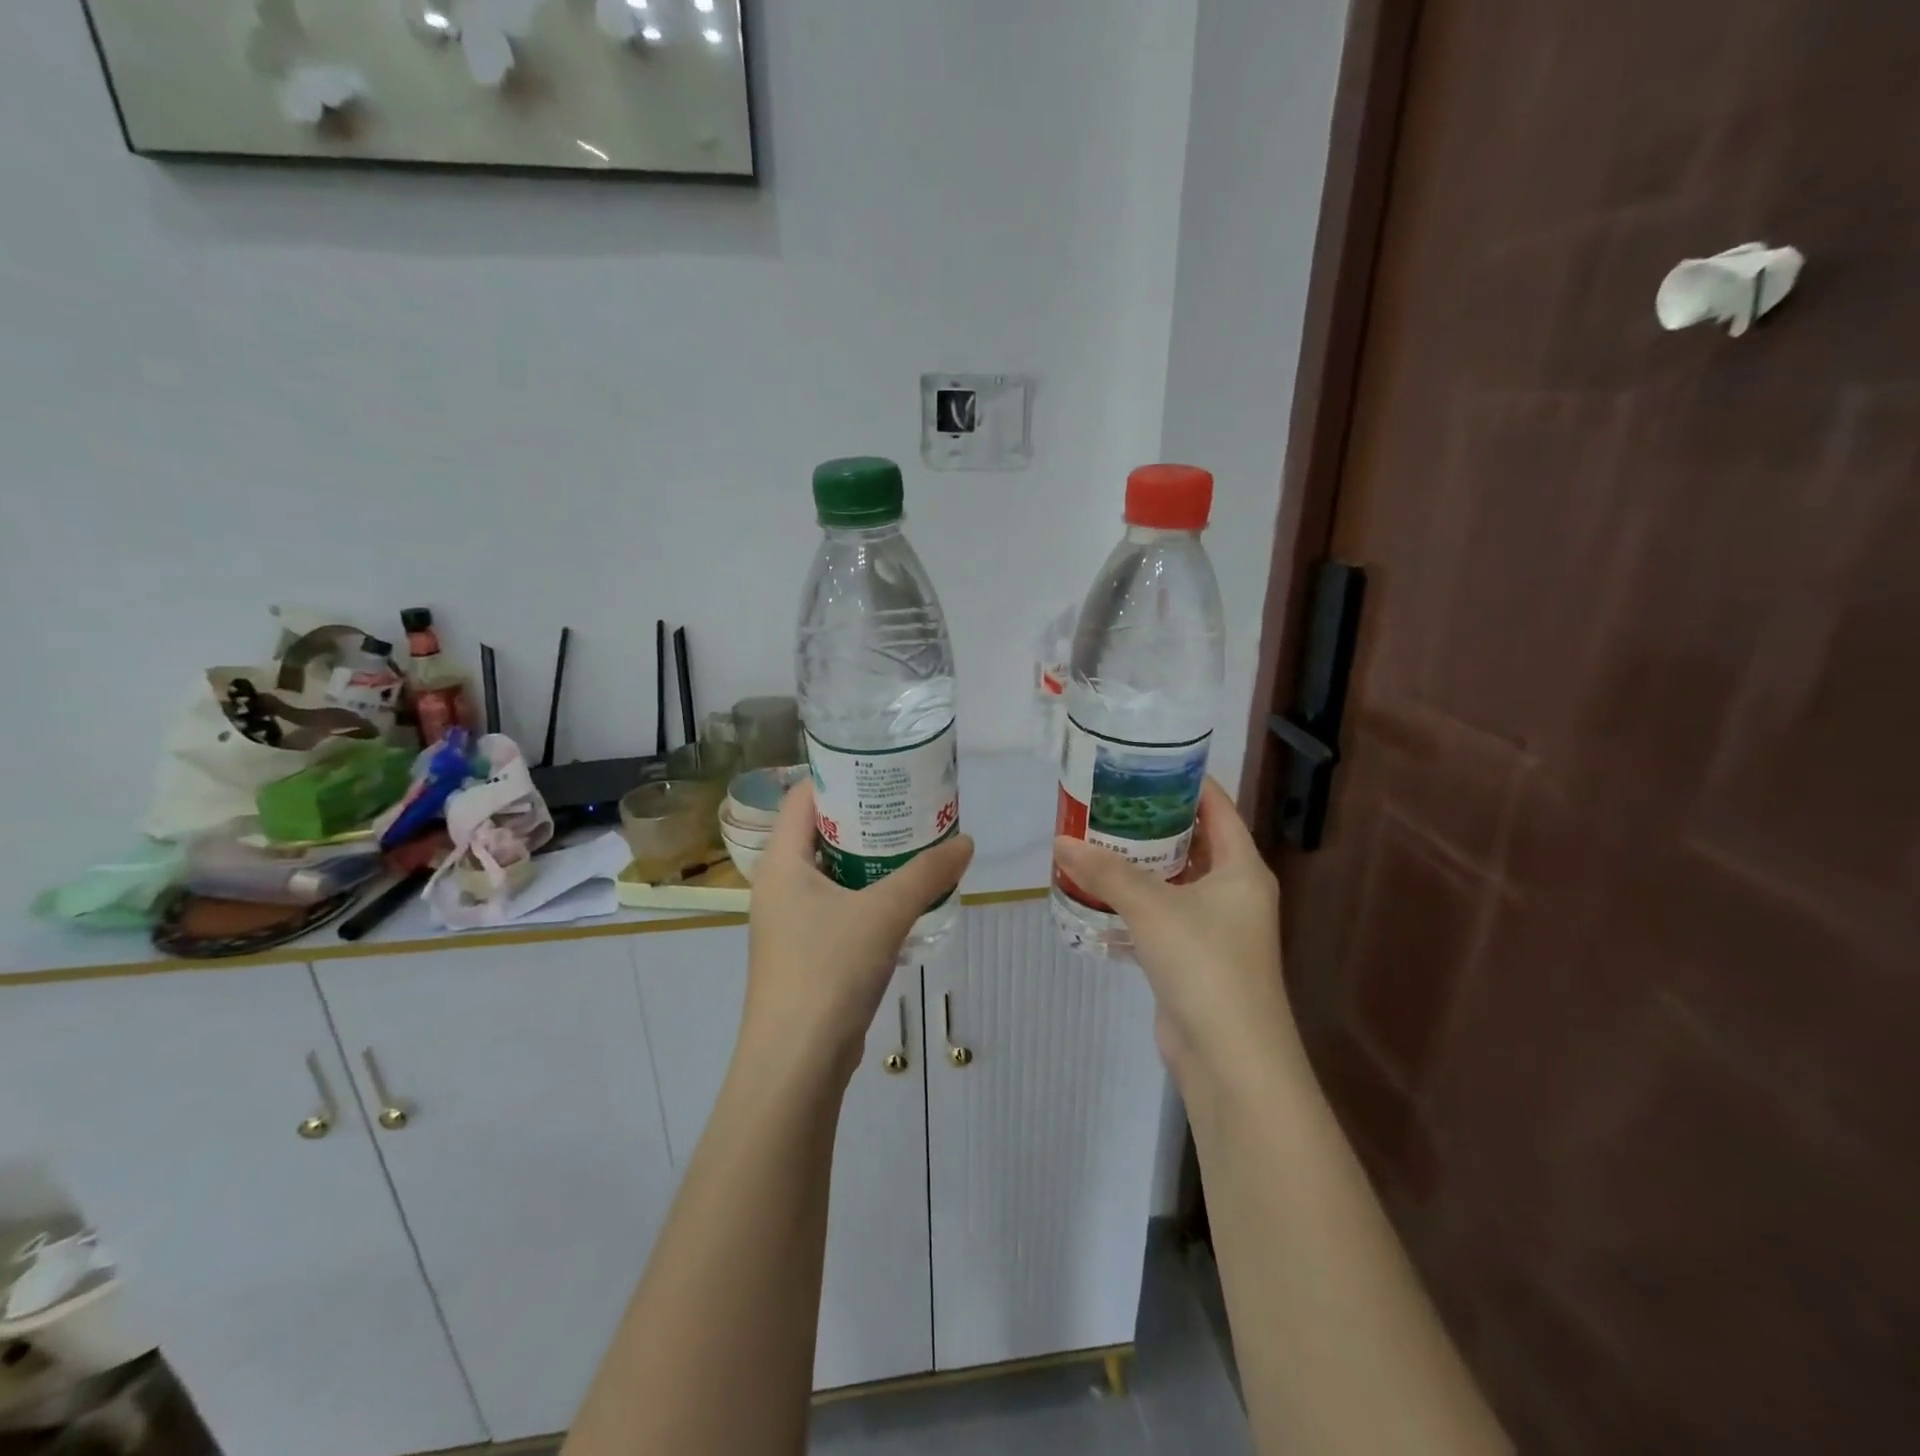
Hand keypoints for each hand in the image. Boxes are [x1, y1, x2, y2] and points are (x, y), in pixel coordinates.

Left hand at [741, 780, 973, 1085]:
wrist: (796, 1064)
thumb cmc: (828, 971)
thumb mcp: (883, 913)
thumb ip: (926, 874)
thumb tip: (966, 842)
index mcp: (781, 863)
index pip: (804, 796)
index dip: (840, 775)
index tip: (884, 766)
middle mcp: (780, 886)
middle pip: (822, 832)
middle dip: (867, 817)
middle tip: (912, 803)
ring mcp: (791, 922)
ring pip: (834, 872)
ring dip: (872, 858)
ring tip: (918, 842)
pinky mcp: (808, 953)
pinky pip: (840, 906)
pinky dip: (869, 894)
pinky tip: (906, 896)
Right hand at [1053, 779, 1295, 1090]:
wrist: (1229, 1058)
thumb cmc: (1205, 965)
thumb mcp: (1152, 908)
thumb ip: (1106, 871)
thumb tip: (1059, 841)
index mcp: (1241, 868)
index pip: (1217, 806)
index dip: (1185, 780)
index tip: (1143, 762)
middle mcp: (1233, 891)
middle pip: (1192, 841)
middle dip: (1151, 821)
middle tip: (1106, 800)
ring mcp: (1213, 927)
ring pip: (1173, 880)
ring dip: (1138, 864)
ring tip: (1094, 838)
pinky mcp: (1191, 957)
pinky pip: (1160, 916)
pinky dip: (1133, 903)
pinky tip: (1096, 894)